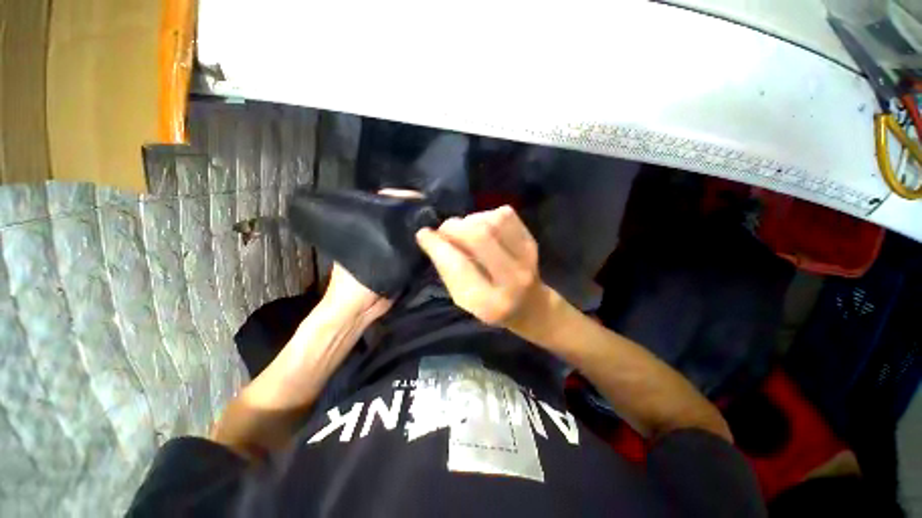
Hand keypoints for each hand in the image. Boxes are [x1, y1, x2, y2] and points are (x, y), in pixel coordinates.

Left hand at [319, 188, 423, 325]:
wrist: (359, 313)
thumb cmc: (352, 285)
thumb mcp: (361, 258)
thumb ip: (381, 243)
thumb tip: (407, 228)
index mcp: (366, 229)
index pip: (384, 206)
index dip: (400, 199)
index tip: (418, 197)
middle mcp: (379, 236)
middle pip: (399, 219)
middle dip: (415, 213)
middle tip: (432, 209)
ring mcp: (392, 250)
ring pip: (408, 234)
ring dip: (421, 230)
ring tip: (437, 222)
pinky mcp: (402, 263)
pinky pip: (414, 251)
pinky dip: (424, 246)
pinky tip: (435, 241)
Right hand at [415, 205, 547, 329]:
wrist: (529, 305)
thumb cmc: (489, 305)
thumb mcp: (463, 299)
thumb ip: (447, 270)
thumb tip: (429, 236)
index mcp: (490, 303)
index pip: (459, 266)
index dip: (438, 246)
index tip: (423, 234)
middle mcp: (513, 280)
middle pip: (480, 236)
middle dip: (454, 227)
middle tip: (444, 230)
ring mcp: (527, 258)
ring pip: (493, 221)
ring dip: (470, 221)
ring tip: (465, 232)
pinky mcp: (532, 241)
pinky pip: (505, 215)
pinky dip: (487, 216)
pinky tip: (483, 227)